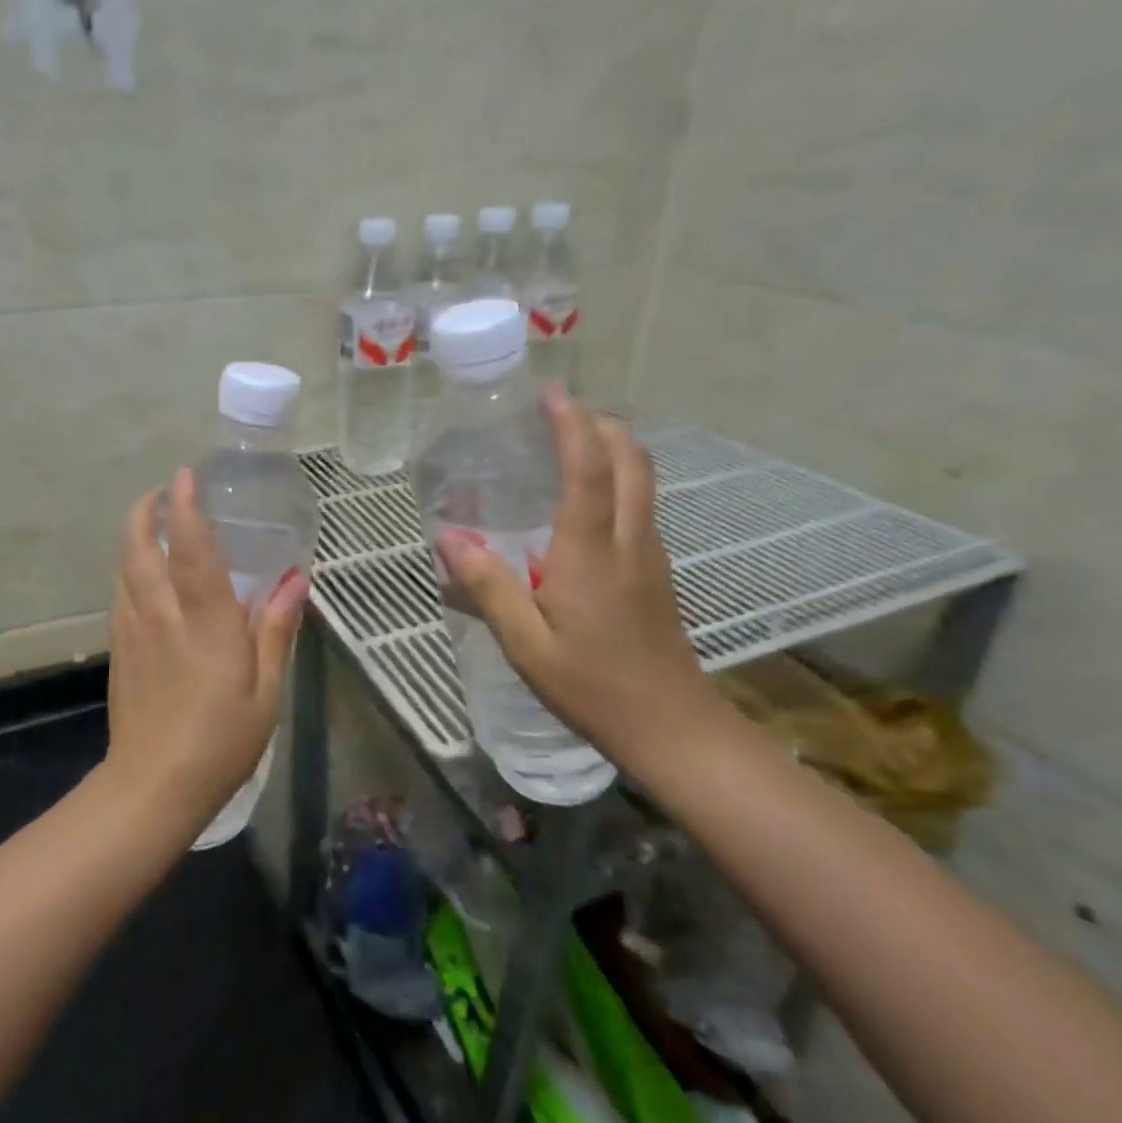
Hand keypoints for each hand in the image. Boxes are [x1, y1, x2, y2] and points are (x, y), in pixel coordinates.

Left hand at [105, 469, 307, 833]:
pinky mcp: (119, 650)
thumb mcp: (266, 691)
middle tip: (163, 493)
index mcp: (206, 623)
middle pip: (140, 548)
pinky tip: (144, 574)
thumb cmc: (221, 741)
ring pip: (124, 567)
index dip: (187, 509)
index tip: (186, 476)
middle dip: (146, 512)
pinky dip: (130, 568)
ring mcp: (133, 631)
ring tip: (153, 522)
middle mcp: (162, 615)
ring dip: (134, 536)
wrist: (153, 787)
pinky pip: (121, 593)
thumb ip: (277, 630)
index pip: (192, 551)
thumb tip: (295, 580)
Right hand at [435, 389, 715, 768]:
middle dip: (603, 425)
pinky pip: (640, 507)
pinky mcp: (656, 573)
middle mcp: (628, 541)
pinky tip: (586, 503)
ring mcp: (650, 556)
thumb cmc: (593, 686)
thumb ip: (487, 587)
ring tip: (572, 444)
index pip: (588, 470)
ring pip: (643, 482)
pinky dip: (619, 481)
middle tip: (563, 412)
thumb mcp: (526, 645)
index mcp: (591, 553)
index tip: (552, 393)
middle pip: (632, 462)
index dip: (572, 425)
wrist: (673, 729)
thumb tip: (448, 537)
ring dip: (615, 449)